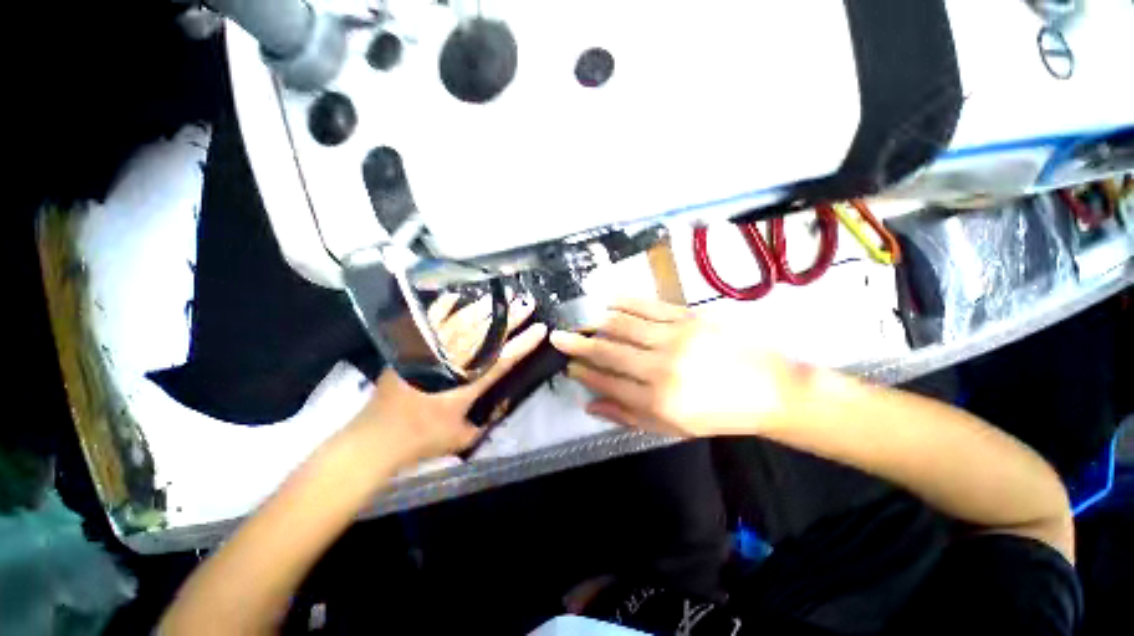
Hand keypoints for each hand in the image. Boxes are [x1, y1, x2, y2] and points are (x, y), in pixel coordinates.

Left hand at [350, 294, 545, 465]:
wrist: (375, 439)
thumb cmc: (421, 441)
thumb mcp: (461, 438)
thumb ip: (484, 421)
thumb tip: (499, 405)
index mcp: (465, 387)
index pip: (501, 360)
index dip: (523, 344)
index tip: (540, 329)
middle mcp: (449, 364)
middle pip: (483, 336)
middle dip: (508, 319)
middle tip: (525, 303)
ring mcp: (428, 353)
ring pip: (460, 325)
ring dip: (482, 309)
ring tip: (500, 295)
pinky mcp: (410, 350)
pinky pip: (429, 324)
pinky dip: (442, 309)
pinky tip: (455, 296)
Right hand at [550, 298, 810, 437]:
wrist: (769, 388)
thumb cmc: (718, 414)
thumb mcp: (672, 428)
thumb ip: (627, 416)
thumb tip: (589, 404)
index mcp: (658, 400)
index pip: (607, 382)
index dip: (584, 372)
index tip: (569, 365)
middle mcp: (661, 367)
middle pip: (609, 351)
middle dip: (578, 343)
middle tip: (558, 336)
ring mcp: (675, 337)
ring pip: (623, 324)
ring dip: (598, 321)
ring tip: (583, 320)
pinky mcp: (689, 317)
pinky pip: (648, 306)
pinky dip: (625, 302)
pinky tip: (610, 301)